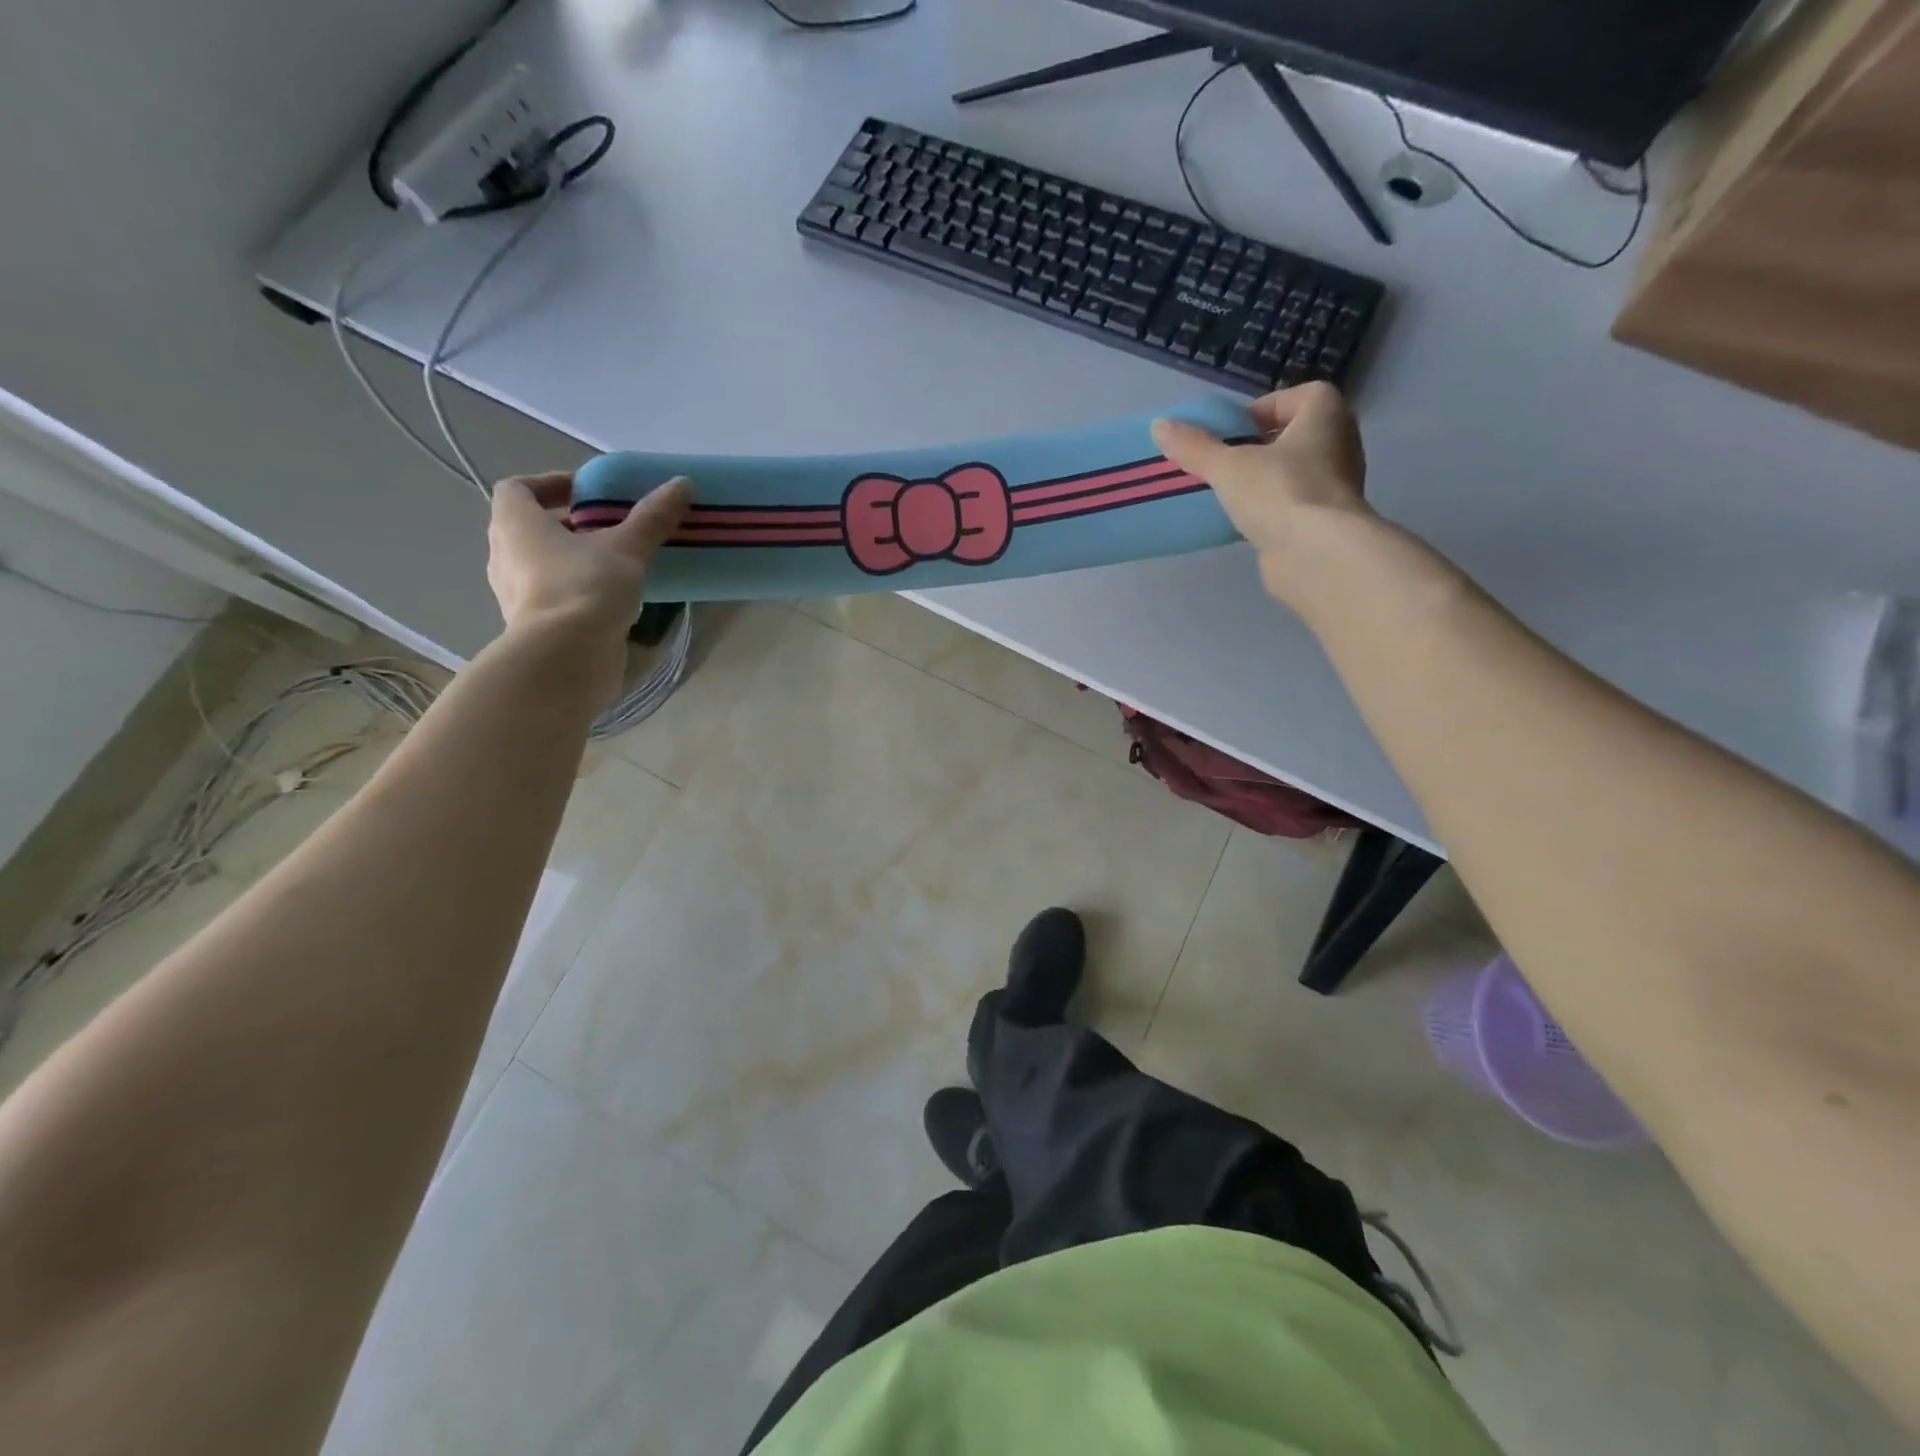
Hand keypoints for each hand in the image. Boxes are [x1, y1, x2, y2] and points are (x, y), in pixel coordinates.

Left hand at [486, 471, 690, 645]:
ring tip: (617, 565)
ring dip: (574, 560)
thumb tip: (682, 483)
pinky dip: (578, 591)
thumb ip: (652, 517)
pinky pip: (554, 596)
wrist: (566, 659)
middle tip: (611, 529)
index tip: (587, 493)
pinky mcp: (534, 626)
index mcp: (515, 524)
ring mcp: (514, 594)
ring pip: (543, 564)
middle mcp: (505, 555)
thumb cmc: (585, 588)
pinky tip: (613, 599)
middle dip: (570, 525)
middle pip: (531, 528)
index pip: (518, 488)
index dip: (550, 484)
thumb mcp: (626, 548)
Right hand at [1152, 383, 1371, 602]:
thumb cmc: (1279, 491)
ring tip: (1227, 493)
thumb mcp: (1228, 466)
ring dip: (1263, 480)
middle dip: (1259, 446)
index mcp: (1326, 415)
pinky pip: (1292, 505)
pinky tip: (1242, 522)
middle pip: (1294, 436)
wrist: (1316, 554)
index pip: (1298, 396)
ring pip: (1293, 472)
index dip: (1263, 409)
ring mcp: (1336, 486)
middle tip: (1224, 462)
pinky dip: (1270, 510)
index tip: (1232, 431)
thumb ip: (1195, 447)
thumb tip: (1159, 426)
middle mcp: (1339, 444)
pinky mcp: (1325, 522)